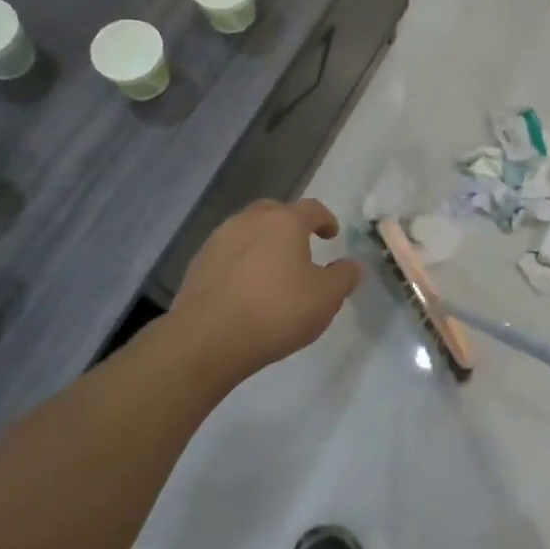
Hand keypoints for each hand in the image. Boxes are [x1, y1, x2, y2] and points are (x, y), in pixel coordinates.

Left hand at [168, 198, 363, 382]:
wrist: (207, 340)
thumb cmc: (276, 311)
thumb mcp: (326, 298)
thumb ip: (344, 276)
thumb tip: (351, 265)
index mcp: (284, 222)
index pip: (312, 208)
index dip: (325, 219)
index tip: (331, 234)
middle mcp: (250, 221)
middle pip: (274, 211)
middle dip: (289, 223)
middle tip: (300, 245)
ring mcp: (218, 240)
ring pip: (246, 230)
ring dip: (262, 241)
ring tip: (271, 267)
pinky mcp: (198, 264)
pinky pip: (227, 253)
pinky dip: (240, 261)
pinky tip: (245, 286)